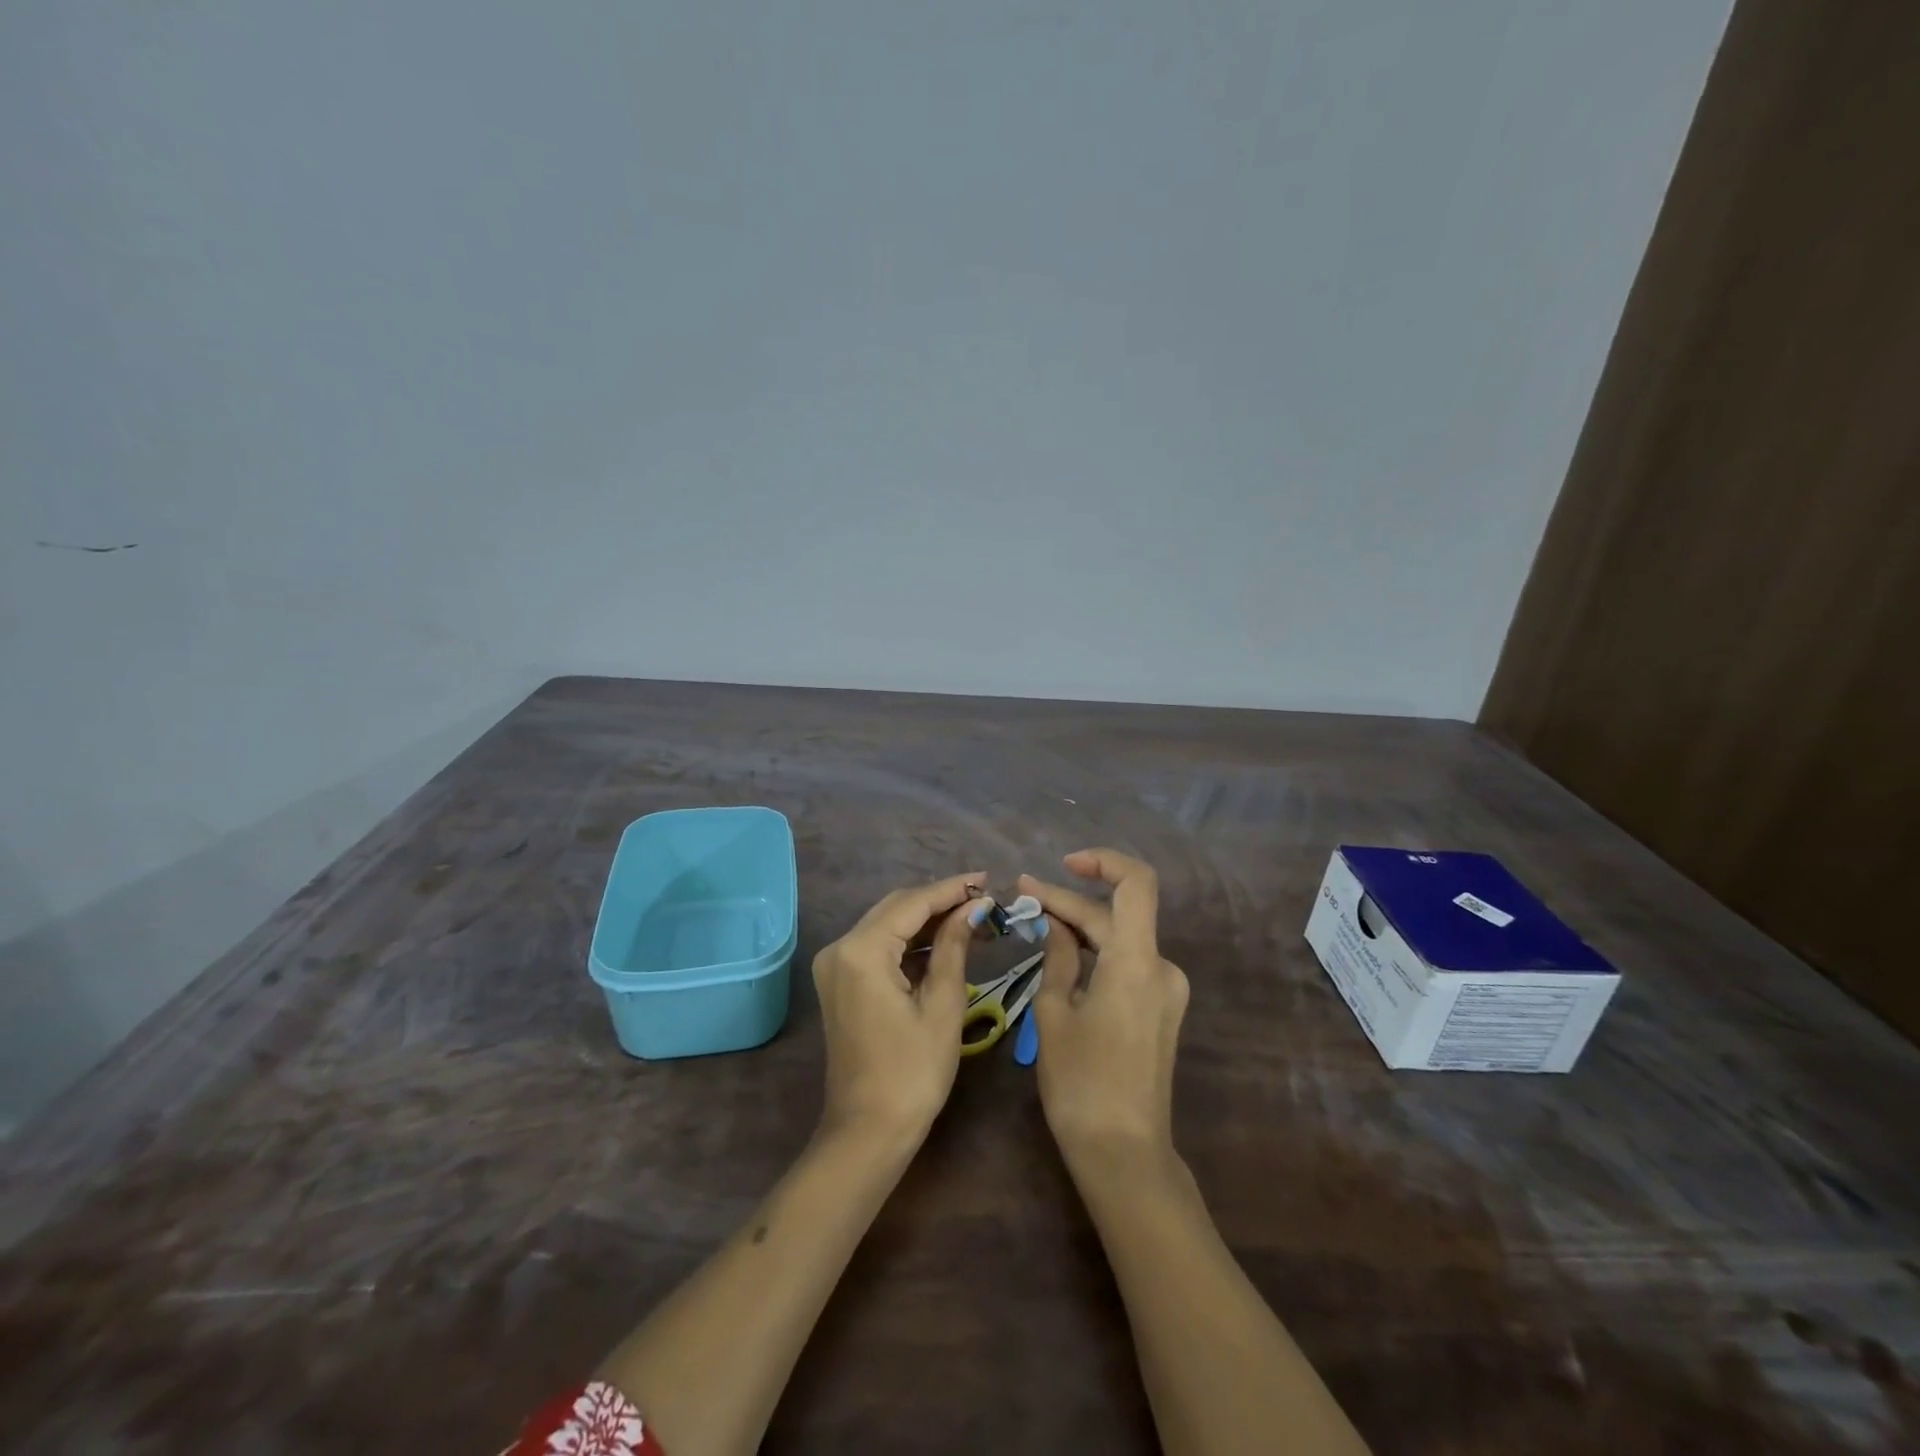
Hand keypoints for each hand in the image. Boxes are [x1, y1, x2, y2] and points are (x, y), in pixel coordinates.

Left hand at [811, 871, 985, 1145]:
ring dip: (927, 921)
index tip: (987, 880)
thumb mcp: (943, 1004)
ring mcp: (836, 965)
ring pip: (888, 925)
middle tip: (984, 900)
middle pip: (896, 908)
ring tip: (974, 919)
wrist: (868, 1131)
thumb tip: (974, 907)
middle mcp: (840, 948)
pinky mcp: (841, 982)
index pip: (912, 903)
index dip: (952, 889)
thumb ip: (955, 945)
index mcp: (861, 950)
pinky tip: (944, 942)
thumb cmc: (912, 1072)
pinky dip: (911, 943)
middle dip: (940, 901)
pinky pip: (879, 947)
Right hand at [1021, 850, 1189, 1168]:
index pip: (1136, 883)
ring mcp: (1167, 990)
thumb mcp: (1054, 1014)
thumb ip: (1057, 957)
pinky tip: (1064, 953)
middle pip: (1118, 914)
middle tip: (1023, 897)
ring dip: (1082, 926)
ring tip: (1037, 920)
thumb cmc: (1081, 1083)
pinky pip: (1128, 963)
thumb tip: (1055, 922)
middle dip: (1070, 901)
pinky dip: (1097, 951)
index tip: (1062, 864)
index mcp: (1137, 962)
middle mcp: (1162, 967)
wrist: (1124, 1154)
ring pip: (1122, 938)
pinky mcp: (1162, 1009)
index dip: (1103, 861)